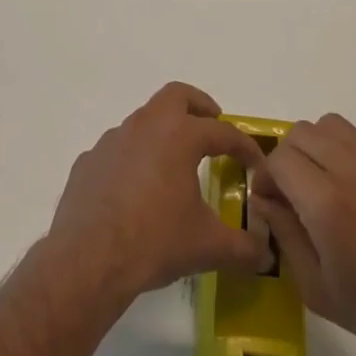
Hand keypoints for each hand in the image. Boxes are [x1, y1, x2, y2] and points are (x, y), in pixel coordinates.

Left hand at [45, 83, 269, 303]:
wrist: (88, 260)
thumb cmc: (155, 241)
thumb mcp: (207, 247)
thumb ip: (243, 248)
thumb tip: (267, 256)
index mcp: (179, 136)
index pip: (222, 131)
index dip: (244, 146)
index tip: (255, 163)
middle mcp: (145, 126)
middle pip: (177, 95)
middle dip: (199, 106)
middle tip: (212, 126)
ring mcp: (112, 140)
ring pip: (143, 120)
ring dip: (163, 133)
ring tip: (174, 164)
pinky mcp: (88, 161)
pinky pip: (117, 150)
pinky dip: (133, 159)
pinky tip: (135, 190)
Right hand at [252, 114, 355, 355]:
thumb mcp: (316, 288)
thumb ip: (284, 234)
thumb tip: (264, 199)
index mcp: (328, 204)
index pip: (280, 158)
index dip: (266, 176)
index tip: (269, 200)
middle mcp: (354, 171)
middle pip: (302, 132)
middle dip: (287, 158)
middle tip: (292, 192)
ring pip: (332, 126)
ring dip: (316, 148)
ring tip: (322, 185)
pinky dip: (348, 159)